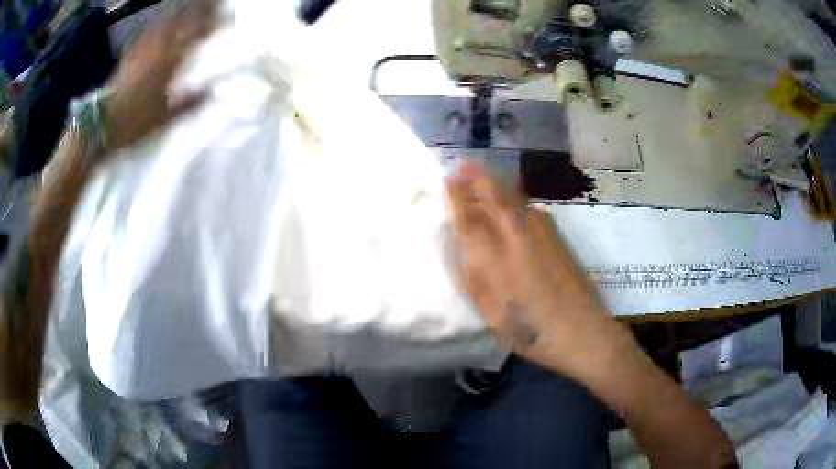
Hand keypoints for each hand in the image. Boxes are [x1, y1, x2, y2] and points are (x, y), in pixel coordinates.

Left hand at [103, 1, 215, 150]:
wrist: (101, 123)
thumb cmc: (134, 121)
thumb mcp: (165, 118)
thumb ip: (190, 103)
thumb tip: (215, 93)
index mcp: (168, 63)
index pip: (194, 34)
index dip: (208, 23)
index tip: (221, 17)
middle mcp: (156, 50)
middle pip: (178, 22)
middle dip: (193, 12)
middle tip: (205, 7)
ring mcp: (141, 50)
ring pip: (161, 24)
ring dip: (175, 16)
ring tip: (184, 11)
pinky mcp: (128, 56)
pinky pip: (145, 34)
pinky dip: (155, 27)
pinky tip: (157, 26)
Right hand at [446, 161, 623, 378]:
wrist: (582, 332)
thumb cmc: (530, 329)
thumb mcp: (491, 311)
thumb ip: (475, 274)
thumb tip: (464, 243)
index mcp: (495, 255)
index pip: (470, 216)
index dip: (458, 196)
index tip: (448, 179)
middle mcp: (518, 234)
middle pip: (494, 196)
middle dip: (477, 177)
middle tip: (463, 164)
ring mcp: (542, 233)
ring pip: (514, 197)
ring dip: (495, 182)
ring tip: (482, 174)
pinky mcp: (557, 238)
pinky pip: (529, 206)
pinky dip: (514, 195)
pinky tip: (511, 198)